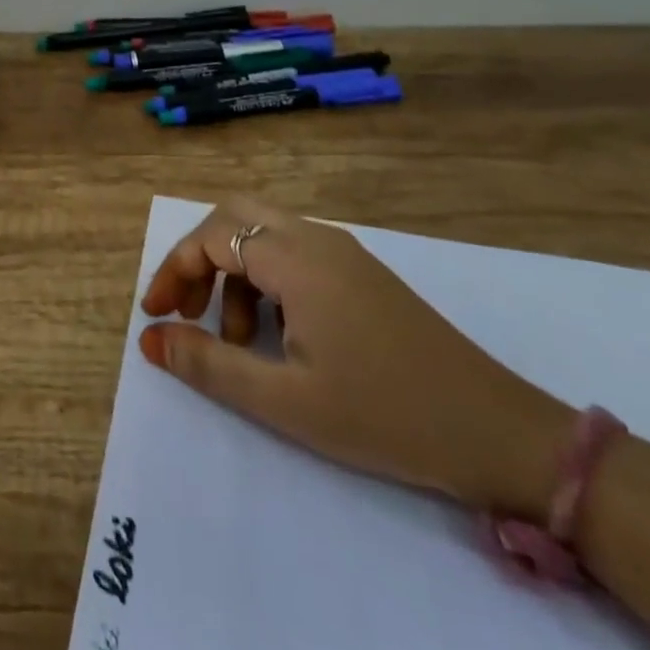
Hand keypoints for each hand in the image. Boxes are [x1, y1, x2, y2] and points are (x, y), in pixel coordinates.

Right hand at [140, 198, 573, 519]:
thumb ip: (210, 365)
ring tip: (239, 340)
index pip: (212, 236)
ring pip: (264, 233)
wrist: (499, 433)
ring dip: (234, 272)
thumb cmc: (385, 415)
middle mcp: (317, 238)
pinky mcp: (362, 273)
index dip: (173, 270)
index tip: (154, 317)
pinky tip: (279, 334)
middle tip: (186, 309)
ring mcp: (344, 252)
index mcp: (296, 257)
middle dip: (199, 256)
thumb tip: (150, 340)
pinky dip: (266, 279)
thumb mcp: (286, 401)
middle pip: (235, 215)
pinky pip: (294, 252)